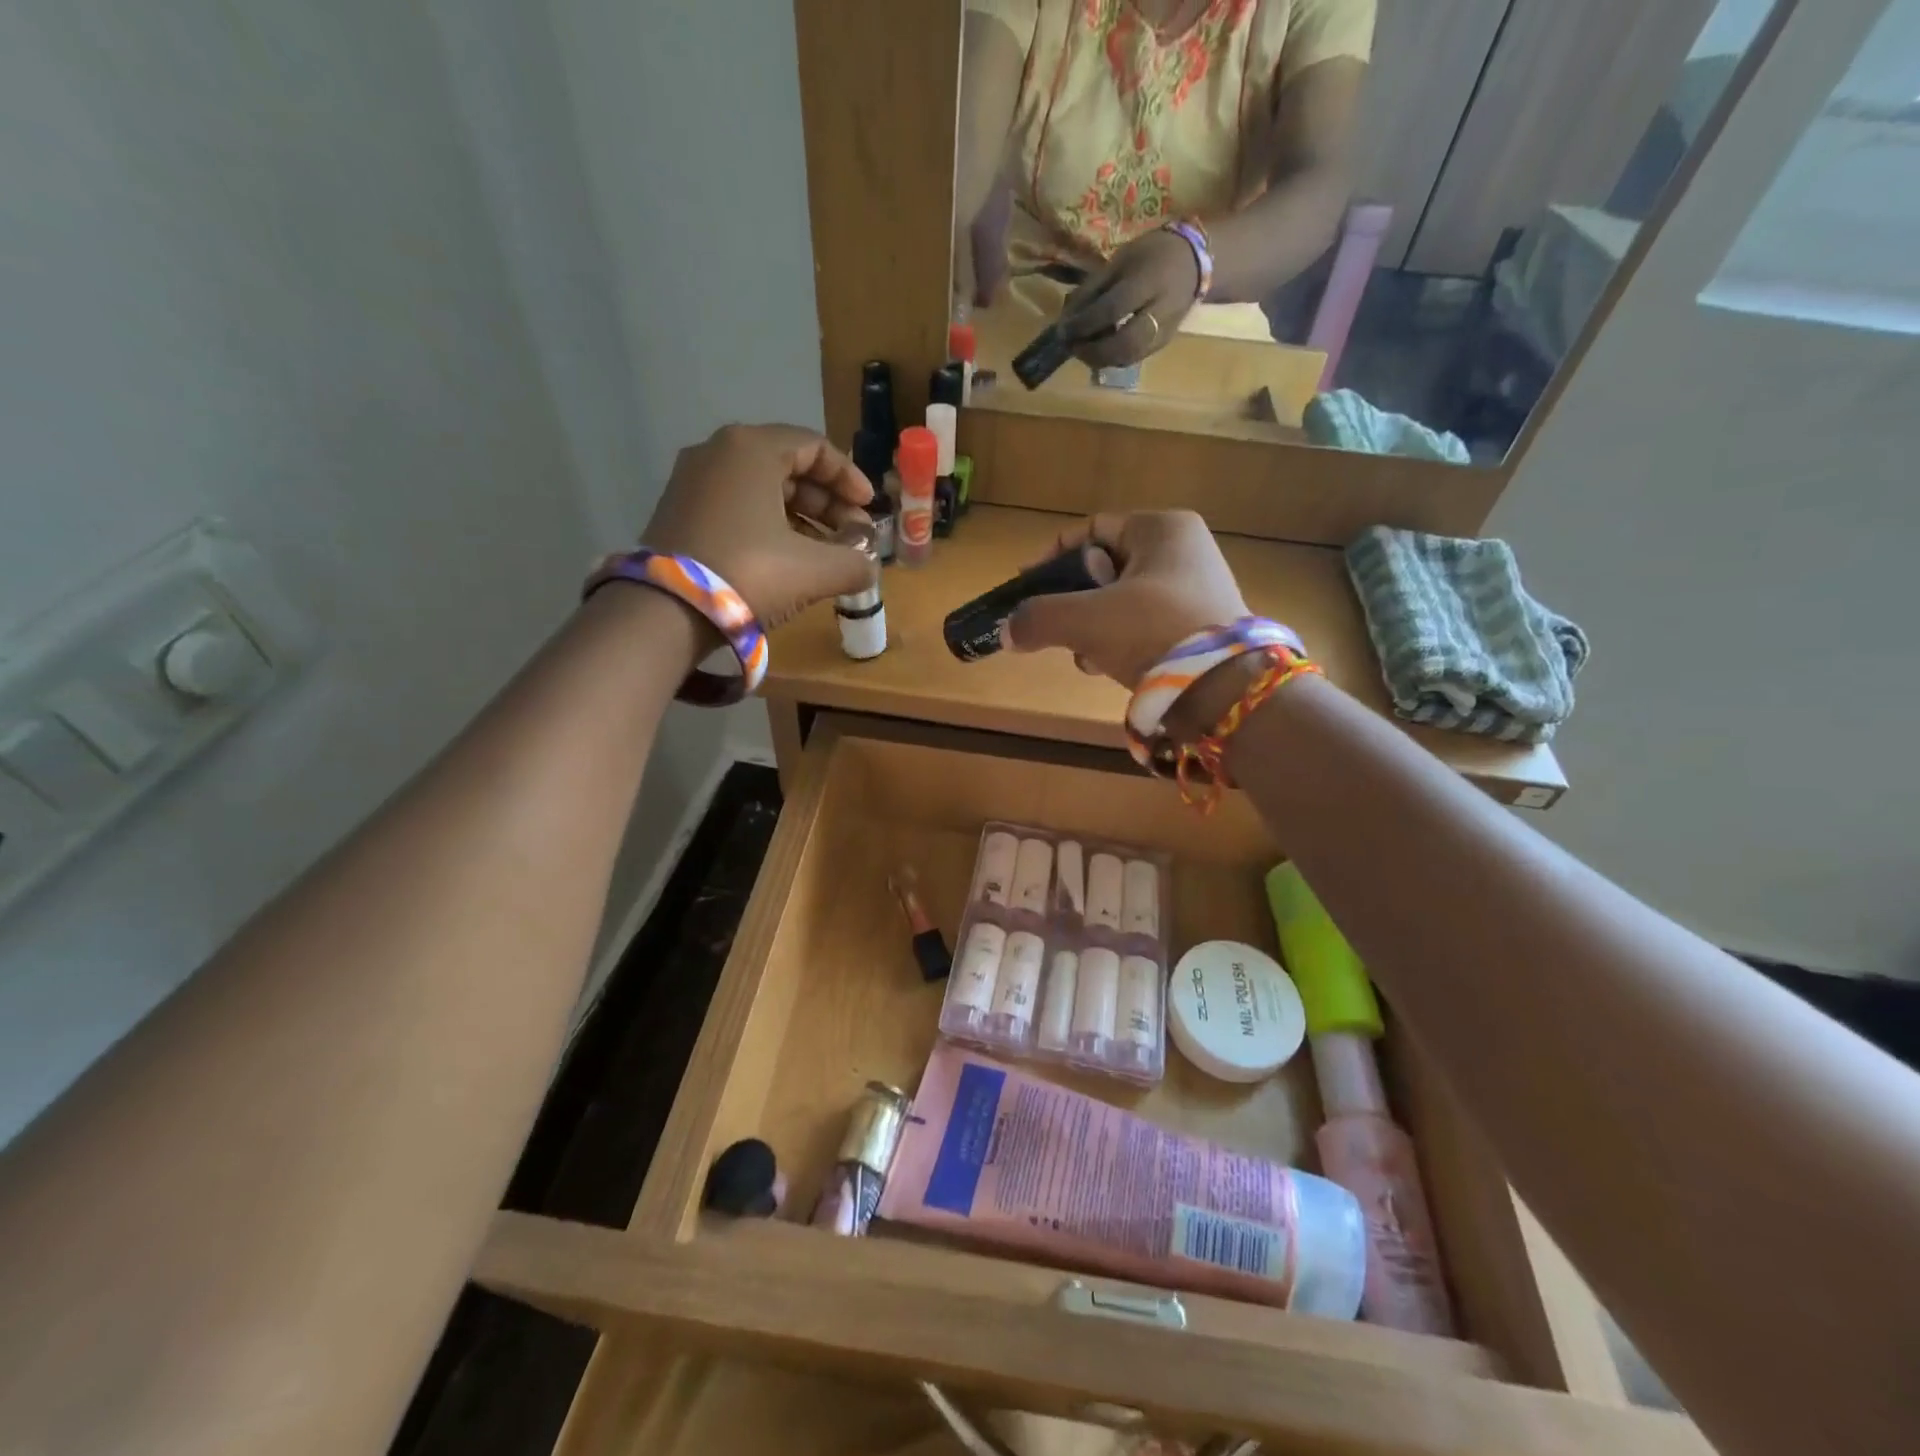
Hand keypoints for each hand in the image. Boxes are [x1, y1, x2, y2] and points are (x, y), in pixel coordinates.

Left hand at [640, 424, 875, 629]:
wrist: (665, 612)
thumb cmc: (748, 573)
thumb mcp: (814, 570)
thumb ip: (854, 562)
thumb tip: (869, 566)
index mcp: (751, 448)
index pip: (814, 447)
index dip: (849, 478)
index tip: (869, 509)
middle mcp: (717, 452)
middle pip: (788, 467)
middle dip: (827, 503)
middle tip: (852, 537)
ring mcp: (692, 481)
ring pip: (762, 490)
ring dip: (802, 518)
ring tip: (826, 554)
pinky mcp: (679, 512)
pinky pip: (737, 506)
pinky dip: (769, 525)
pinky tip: (788, 559)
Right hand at [1004, 511, 1247, 686]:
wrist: (1223, 688)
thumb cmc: (1153, 631)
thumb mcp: (1086, 619)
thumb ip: (1039, 618)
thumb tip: (1007, 632)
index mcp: (1162, 529)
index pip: (1091, 529)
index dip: (1052, 556)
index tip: (1026, 584)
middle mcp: (1184, 550)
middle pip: (1105, 568)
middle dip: (1074, 601)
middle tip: (1056, 627)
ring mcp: (1196, 589)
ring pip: (1122, 600)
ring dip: (1093, 628)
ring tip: (1084, 656)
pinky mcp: (1201, 626)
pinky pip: (1144, 624)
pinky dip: (1120, 642)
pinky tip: (1107, 667)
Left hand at [1058, 229, 1202, 368]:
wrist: (1195, 262)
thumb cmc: (1152, 254)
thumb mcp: (1120, 260)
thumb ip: (1093, 289)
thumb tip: (1066, 318)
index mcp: (1149, 281)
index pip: (1112, 309)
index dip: (1084, 324)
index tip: (1063, 330)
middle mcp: (1160, 310)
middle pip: (1124, 344)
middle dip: (1093, 351)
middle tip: (1072, 347)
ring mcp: (1165, 331)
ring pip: (1129, 357)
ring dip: (1100, 360)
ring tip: (1082, 351)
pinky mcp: (1163, 343)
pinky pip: (1135, 358)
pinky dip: (1113, 359)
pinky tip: (1100, 351)